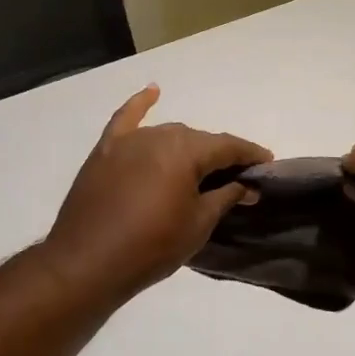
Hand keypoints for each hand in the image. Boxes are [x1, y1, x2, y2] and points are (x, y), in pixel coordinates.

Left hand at [44, 85, 271, 306]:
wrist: (87, 263)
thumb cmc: (151, 246)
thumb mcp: (199, 224)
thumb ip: (226, 196)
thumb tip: (246, 185)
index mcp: (186, 151)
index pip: (228, 146)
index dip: (250, 155)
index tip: (267, 165)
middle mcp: (159, 135)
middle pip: (198, 140)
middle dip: (220, 156)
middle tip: (236, 179)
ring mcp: (129, 141)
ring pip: (168, 134)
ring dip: (188, 147)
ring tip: (202, 167)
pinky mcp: (105, 151)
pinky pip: (126, 119)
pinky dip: (140, 104)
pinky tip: (153, 91)